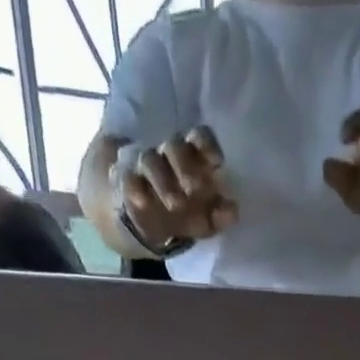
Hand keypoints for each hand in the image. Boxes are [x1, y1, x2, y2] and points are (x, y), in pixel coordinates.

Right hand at [119, 127, 235, 247]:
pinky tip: (143, 201)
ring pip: (150, 160)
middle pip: (174, 145)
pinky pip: (128, 178)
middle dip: (185, 165)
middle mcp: (169, 156)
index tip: (216, 161)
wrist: (150, 222)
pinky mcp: (127, 181)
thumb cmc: (186, 212)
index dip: (206, 144)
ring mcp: (146, 166)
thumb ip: (220, 216)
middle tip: (195, 189)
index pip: (198, 137)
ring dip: (163, 180)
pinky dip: (134, 188)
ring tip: (175, 204)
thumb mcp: (206, 220)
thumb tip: (232, 212)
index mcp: (192, 158)